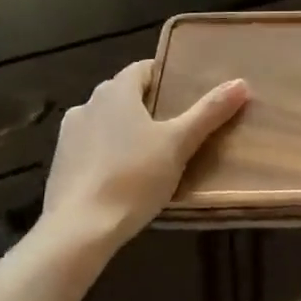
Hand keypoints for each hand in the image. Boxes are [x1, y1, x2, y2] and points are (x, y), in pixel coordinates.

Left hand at [39, 60, 248, 254]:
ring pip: (106, 121)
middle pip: (124, 94)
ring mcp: (69, 135)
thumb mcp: (179, 144)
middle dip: (149, 105)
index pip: (143, 69)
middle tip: (177, 124)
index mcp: (115, 91)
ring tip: (152, 153)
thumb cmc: (133, 177)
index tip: (186, 93)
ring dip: (125, 130)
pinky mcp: (59, 165)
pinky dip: (107, 153)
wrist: (78, 231)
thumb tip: (241, 83)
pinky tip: (124, 176)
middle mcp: (88, 104)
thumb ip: (209, 112)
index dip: (166, 76)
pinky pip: (91, 148)